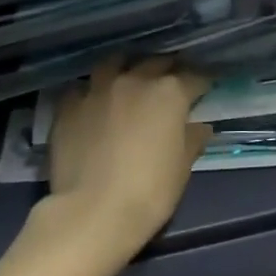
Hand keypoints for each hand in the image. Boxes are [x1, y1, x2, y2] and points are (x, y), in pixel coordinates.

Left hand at [43, 55, 212, 264]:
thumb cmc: (149, 192)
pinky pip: (82, 88)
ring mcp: (99, 89)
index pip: (194, 77)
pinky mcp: (69, 105)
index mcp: (169, 93)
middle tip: (171, 82)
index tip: (206, 88)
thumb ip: (192, 140)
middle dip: (167, 69)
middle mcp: (135, 80)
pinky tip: (92, 104)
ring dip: (126, 68)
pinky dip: (91, 92)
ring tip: (128, 79)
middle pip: (156, 62)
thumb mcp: (182, 168)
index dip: (203, 82)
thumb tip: (199, 127)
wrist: (91, 214)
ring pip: (115, 63)